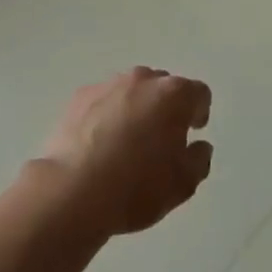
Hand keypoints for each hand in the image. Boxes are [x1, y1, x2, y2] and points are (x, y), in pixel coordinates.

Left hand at [35, 67, 212, 236]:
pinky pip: (104, 100)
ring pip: (132, 91)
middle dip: (166, 108)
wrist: (72, 191)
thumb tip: (198, 146)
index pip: (199, 93)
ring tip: (125, 143)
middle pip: (164, 87)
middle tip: (159, 140)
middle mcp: (144, 79)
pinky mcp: (80, 96)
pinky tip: (99, 144)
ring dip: (136, 109)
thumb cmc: (136, 187)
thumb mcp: (183, 185)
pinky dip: (107, 114)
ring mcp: (109, 84)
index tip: (191, 133)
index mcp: (174, 95)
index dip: (199, 113)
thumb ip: (199, 160)